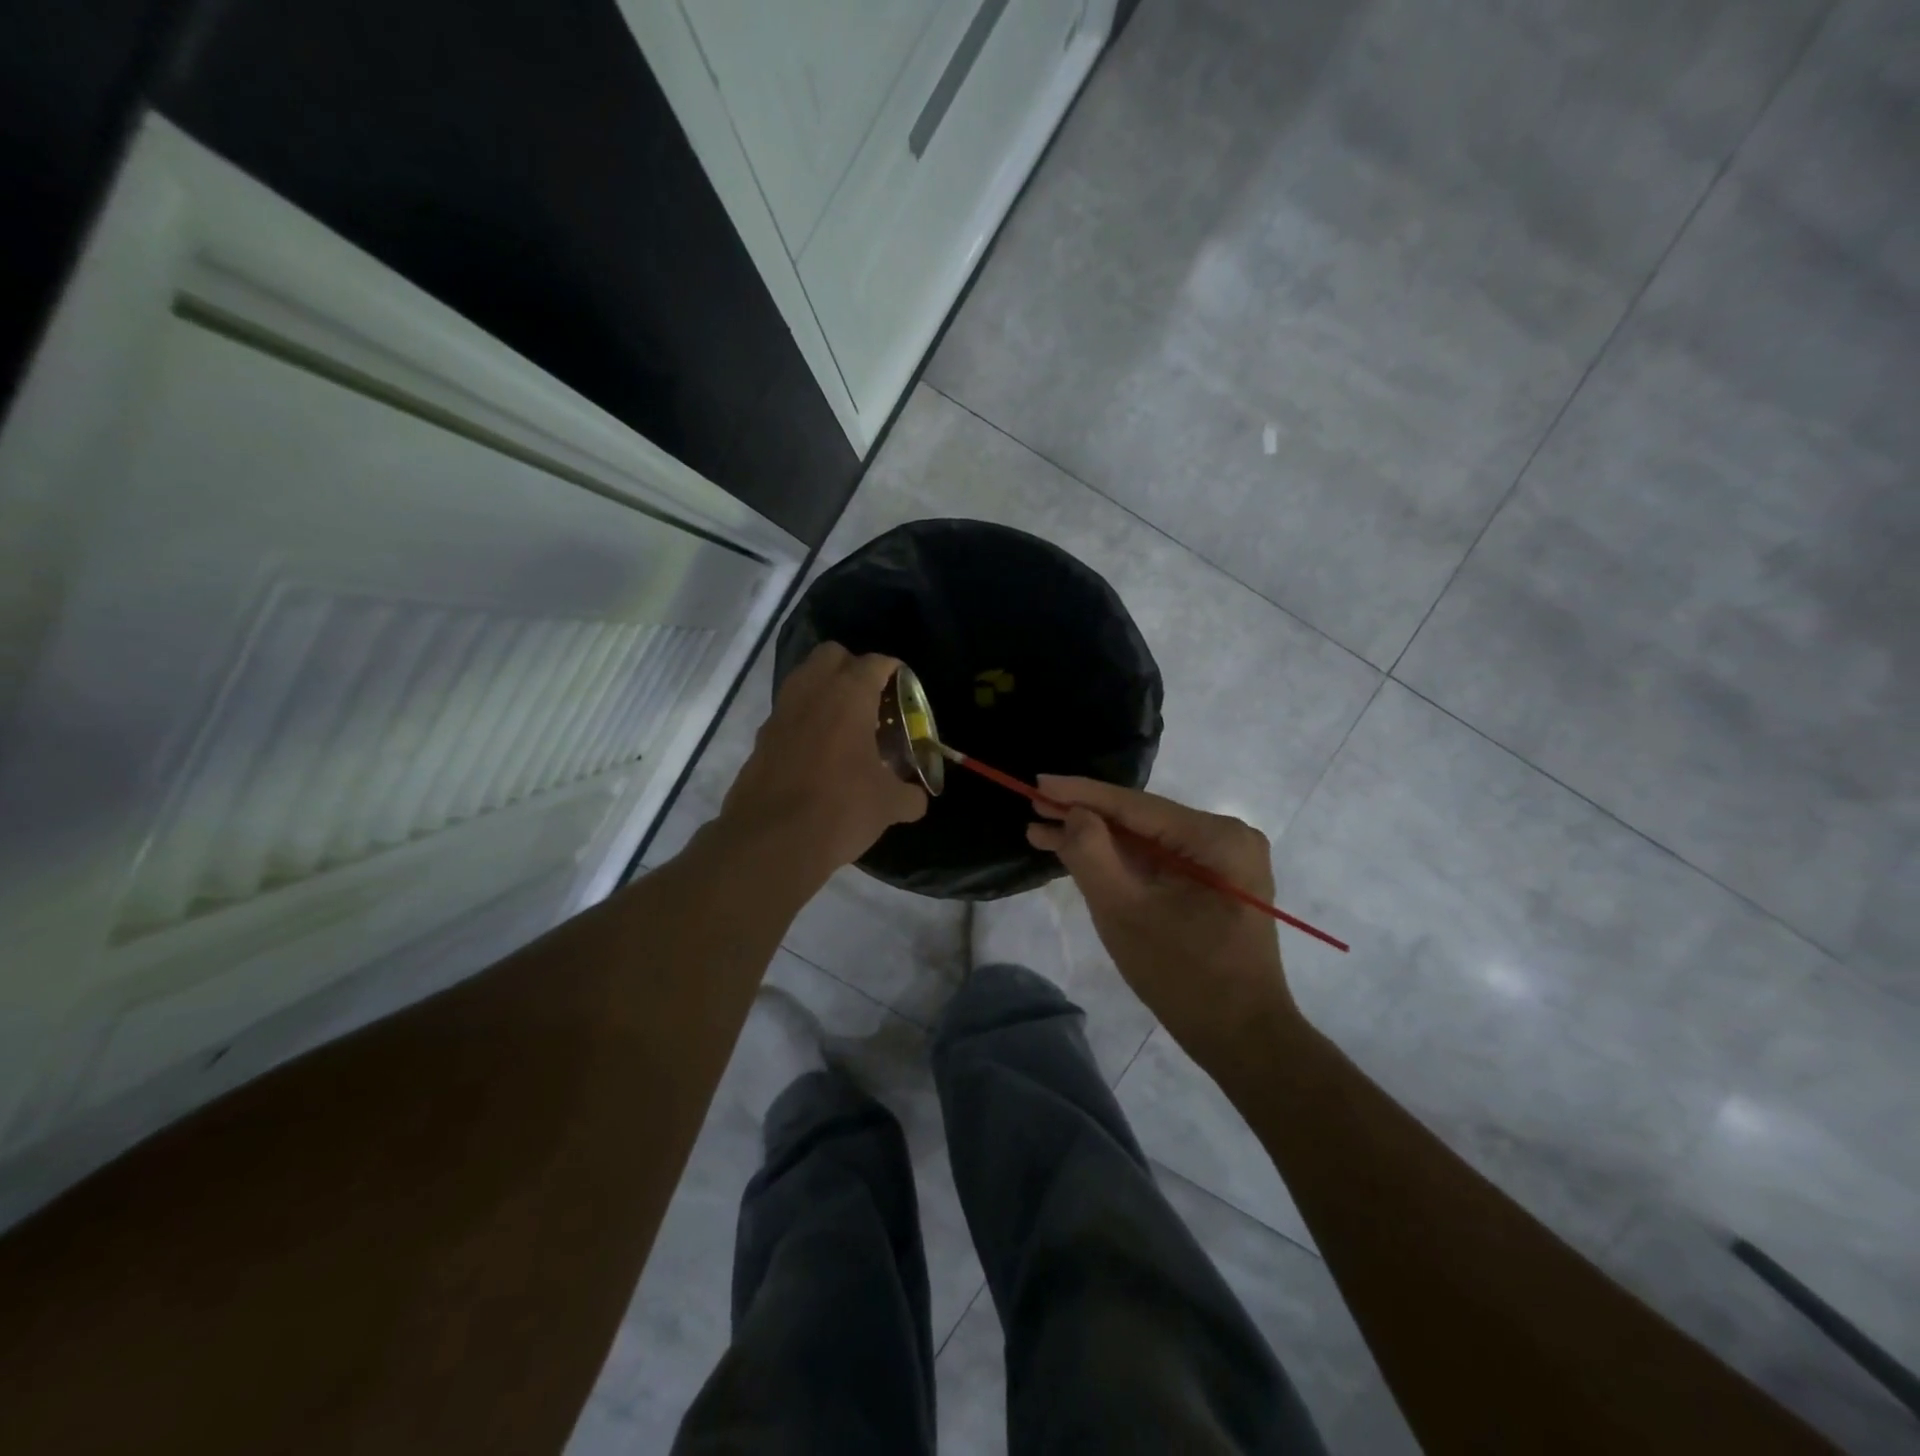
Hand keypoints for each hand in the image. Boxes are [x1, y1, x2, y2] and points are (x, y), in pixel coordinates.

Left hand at [720, 643, 926, 877]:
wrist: (771, 841)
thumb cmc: (840, 809)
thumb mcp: (888, 805)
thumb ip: (909, 795)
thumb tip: (917, 799)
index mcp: (848, 696)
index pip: (875, 663)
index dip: (893, 671)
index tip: (904, 687)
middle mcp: (812, 692)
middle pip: (832, 655)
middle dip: (853, 667)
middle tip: (872, 698)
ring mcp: (780, 714)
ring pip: (804, 679)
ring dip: (825, 690)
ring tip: (846, 723)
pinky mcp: (761, 739)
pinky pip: (788, 713)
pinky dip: (805, 720)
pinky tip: (820, 752)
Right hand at [1027, 777, 1297, 1067]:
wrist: (1242, 1039)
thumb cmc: (1183, 977)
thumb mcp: (1124, 912)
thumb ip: (1092, 855)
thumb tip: (1073, 813)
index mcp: (1216, 838)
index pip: (1135, 805)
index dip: (1081, 794)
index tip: (1037, 782)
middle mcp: (1226, 837)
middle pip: (1141, 820)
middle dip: (1085, 818)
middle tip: (1034, 809)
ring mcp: (1224, 859)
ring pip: (1146, 840)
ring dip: (1098, 840)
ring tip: (1043, 833)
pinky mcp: (1215, 881)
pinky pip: (1159, 860)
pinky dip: (1120, 860)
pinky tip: (1080, 855)